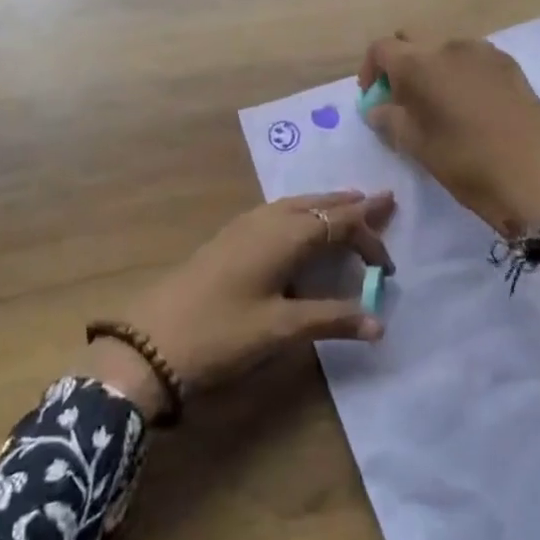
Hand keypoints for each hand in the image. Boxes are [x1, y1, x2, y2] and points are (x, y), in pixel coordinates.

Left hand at [81, 192, 394, 421]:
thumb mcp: (280, 329)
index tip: (388, 269)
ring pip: (298, 205)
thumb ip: (331, 319)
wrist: (151, 340)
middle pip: (320, 204)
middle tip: (385, 199)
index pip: (340, 223)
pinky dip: (304, 212)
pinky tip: (302, 225)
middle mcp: (268, 219)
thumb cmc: (221, 333)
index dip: (369, 239)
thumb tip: (379, 322)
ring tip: (351, 204)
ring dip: (327, 205)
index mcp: (285, 234)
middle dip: (354, 205)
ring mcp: (245, 225)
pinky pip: (280, 212)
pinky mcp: (231, 237)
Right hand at [360, 34, 539, 252]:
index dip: (371, 70)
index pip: (381, 48)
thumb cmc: (467, 163)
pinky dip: (460, 73)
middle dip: (401, 65)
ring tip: (440, 105)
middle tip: (402, 101)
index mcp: (420, 63)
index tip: (374, 98)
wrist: (539, 178)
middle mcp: (449, 45)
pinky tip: (471, 106)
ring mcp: (484, 51)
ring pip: (444, 49)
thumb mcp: (417, 147)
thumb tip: (377, 107)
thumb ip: (389, 120)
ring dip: (432, 69)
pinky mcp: (509, 64)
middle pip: (412, 42)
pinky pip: (472, 59)